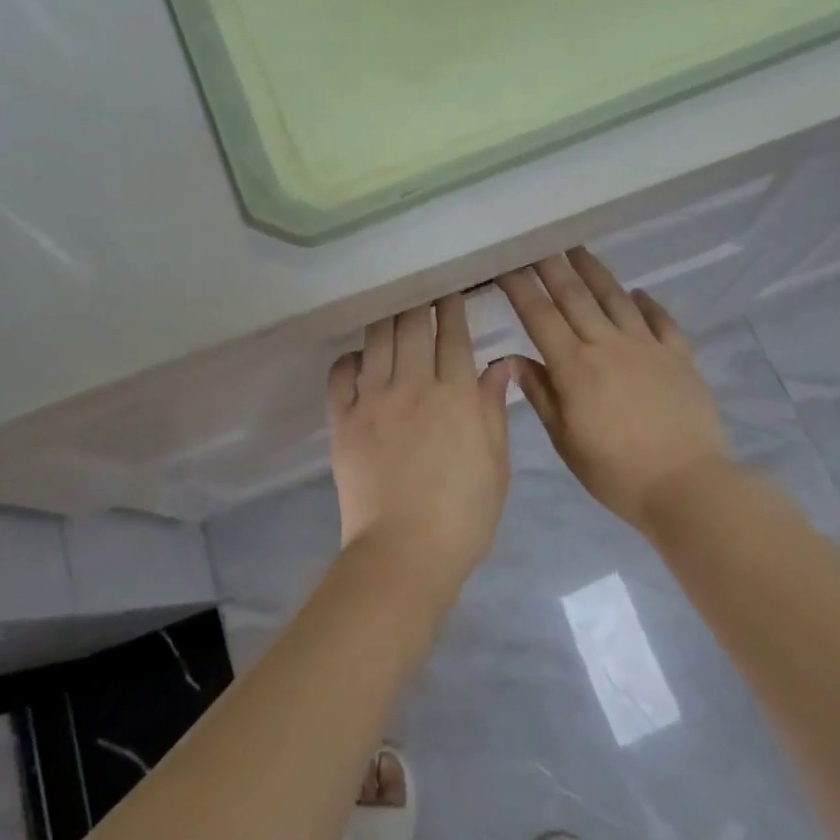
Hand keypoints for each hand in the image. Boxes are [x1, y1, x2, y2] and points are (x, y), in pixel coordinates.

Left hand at [328, 295, 514, 594]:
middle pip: (412, 327)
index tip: (451, 289)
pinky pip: (340, 374)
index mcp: (455, 394)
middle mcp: (412, 385)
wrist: (403, 553)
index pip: (453, 335)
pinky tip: (359, 355)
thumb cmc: (463, 514)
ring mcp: (373, 400)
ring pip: (377, 341)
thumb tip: (499, 365)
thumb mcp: (495, 463)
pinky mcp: (343, 420)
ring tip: (390, 305)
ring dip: (386, 318)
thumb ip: (493, 409)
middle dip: (418, 300)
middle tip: (420, 286)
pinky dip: (350, 358)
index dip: (452, 307)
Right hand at [500, 249, 729, 528]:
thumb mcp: (566, 441)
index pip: (540, 316)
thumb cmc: (617, 472)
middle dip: (552, 266)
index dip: (520, 288)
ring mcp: (648, 347)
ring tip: (578, 249)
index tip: (505, 264)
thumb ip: (541, 395)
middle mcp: (609, 345)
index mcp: (576, 367)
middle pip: (575, 296)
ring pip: (616, 298)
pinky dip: (648, 303)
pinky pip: (661, 320)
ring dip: (595, 271)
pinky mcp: (679, 356)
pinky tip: (638, 292)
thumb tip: (513, 359)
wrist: (687, 486)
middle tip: (537, 241)